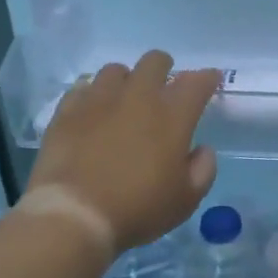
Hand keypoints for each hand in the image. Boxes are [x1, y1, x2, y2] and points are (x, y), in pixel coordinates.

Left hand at [30, 52, 219, 250]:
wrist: (74, 215)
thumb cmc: (138, 208)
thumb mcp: (186, 199)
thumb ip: (203, 169)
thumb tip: (201, 149)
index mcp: (172, 116)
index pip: (197, 82)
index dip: (207, 78)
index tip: (210, 81)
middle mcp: (137, 97)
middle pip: (155, 61)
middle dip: (165, 69)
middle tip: (164, 88)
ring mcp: (98, 100)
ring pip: (115, 70)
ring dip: (126, 81)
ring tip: (124, 100)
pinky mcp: (67, 111)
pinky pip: (82, 88)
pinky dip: (93, 95)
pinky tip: (93, 111)